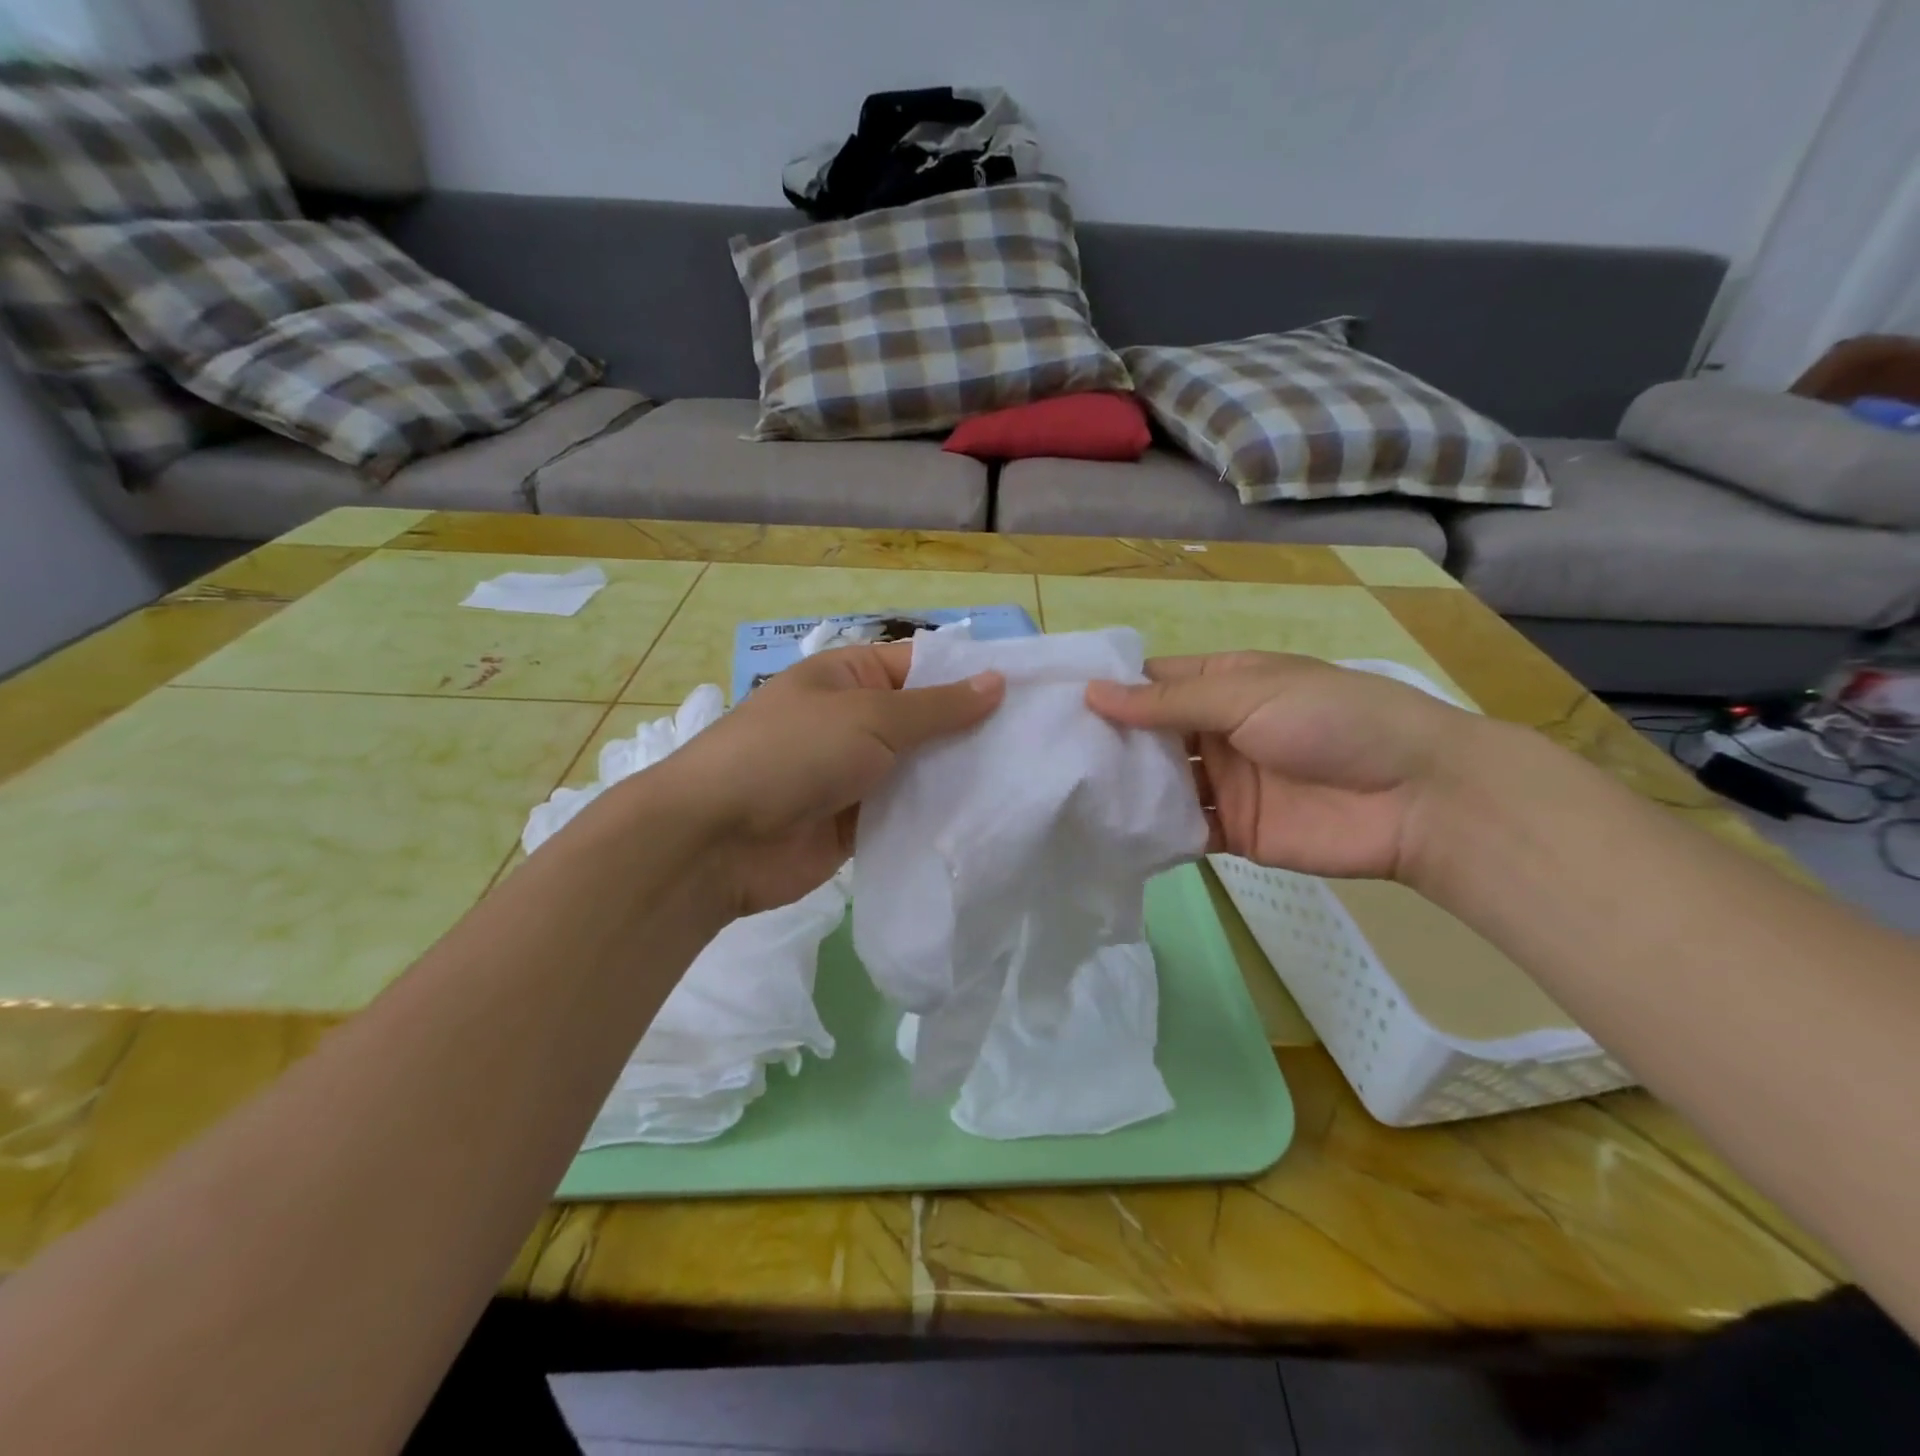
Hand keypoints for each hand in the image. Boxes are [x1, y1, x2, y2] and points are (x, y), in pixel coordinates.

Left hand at [657, 642, 1003, 914]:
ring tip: (1029, 782)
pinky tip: (988, 822)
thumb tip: (997, 681)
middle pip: (928, 722)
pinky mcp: (858, 825)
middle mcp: (856, 721)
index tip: (1033, 693)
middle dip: (976, 732)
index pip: (924, 667)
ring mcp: (857, 776)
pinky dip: (938, 817)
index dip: (973, 676)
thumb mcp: (869, 717)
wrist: (717, 840)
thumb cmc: (792, 753)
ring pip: (922, 771)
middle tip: (1044, 744)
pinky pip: (907, 814)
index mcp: (852, 677)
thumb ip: (937, 707)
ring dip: (961, 777)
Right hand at [1086, 652, 1477, 879]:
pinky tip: (1105, 835)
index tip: (1051, 702)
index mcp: (1223, 686)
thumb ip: (1169, 704)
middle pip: (1148, 736)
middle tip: (1043, 755)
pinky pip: (1181, 830)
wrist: (1416, 798)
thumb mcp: (1247, 694)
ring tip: (1061, 794)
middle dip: (1105, 743)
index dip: (1108, 690)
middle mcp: (1216, 732)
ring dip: (1122, 788)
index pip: (1152, 684)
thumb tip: (1092, 694)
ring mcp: (1223, 784)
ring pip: (1159, 784)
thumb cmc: (1331, 721)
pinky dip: (1150, 833)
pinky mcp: (1232, 832)